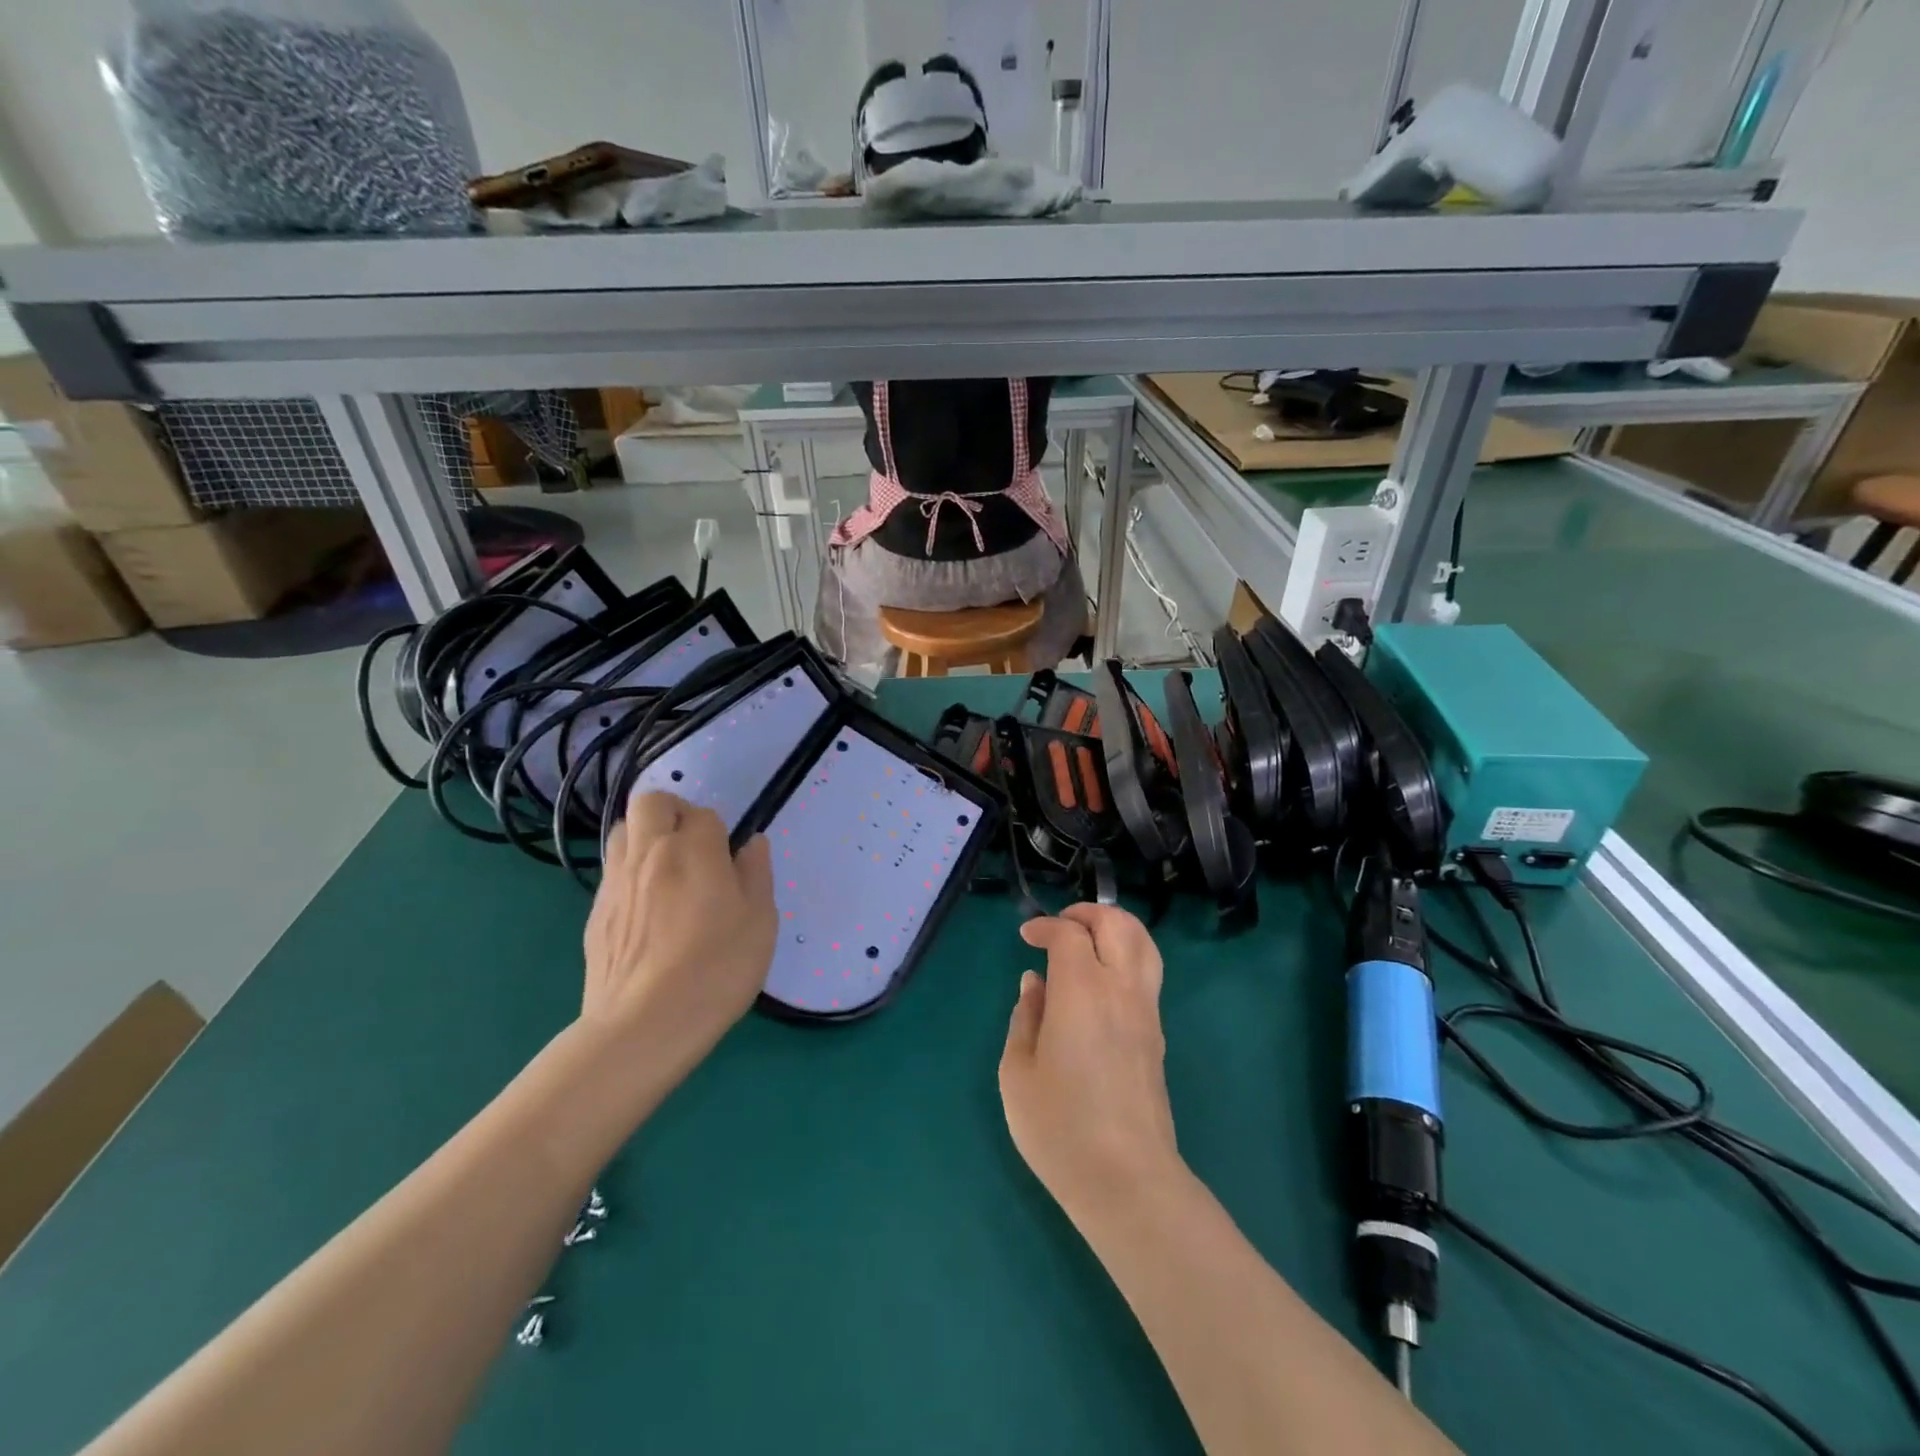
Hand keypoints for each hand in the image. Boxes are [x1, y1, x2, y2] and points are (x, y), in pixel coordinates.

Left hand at [582, 793, 775, 1076]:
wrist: (645, 1024)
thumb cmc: (716, 968)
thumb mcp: (760, 922)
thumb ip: (757, 874)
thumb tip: (752, 843)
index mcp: (693, 849)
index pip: (705, 814)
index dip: (719, 832)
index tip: (729, 861)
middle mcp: (649, 853)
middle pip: (651, 802)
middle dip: (673, 811)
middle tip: (693, 846)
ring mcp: (616, 882)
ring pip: (622, 830)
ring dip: (644, 837)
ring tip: (666, 870)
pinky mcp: (595, 913)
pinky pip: (612, 871)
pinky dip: (629, 873)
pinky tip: (646, 909)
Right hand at [999, 904, 1182, 1219]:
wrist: (1127, 1179)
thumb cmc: (1060, 1127)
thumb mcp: (1018, 1072)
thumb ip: (1025, 1017)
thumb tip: (1035, 984)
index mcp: (1082, 991)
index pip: (1070, 934)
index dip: (1045, 926)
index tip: (1026, 938)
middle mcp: (1121, 989)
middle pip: (1118, 924)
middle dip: (1088, 913)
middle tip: (1060, 926)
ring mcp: (1146, 1011)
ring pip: (1144, 944)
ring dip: (1115, 929)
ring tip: (1087, 942)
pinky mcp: (1158, 1035)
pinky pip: (1148, 973)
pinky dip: (1127, 956)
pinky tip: (1101, 981)